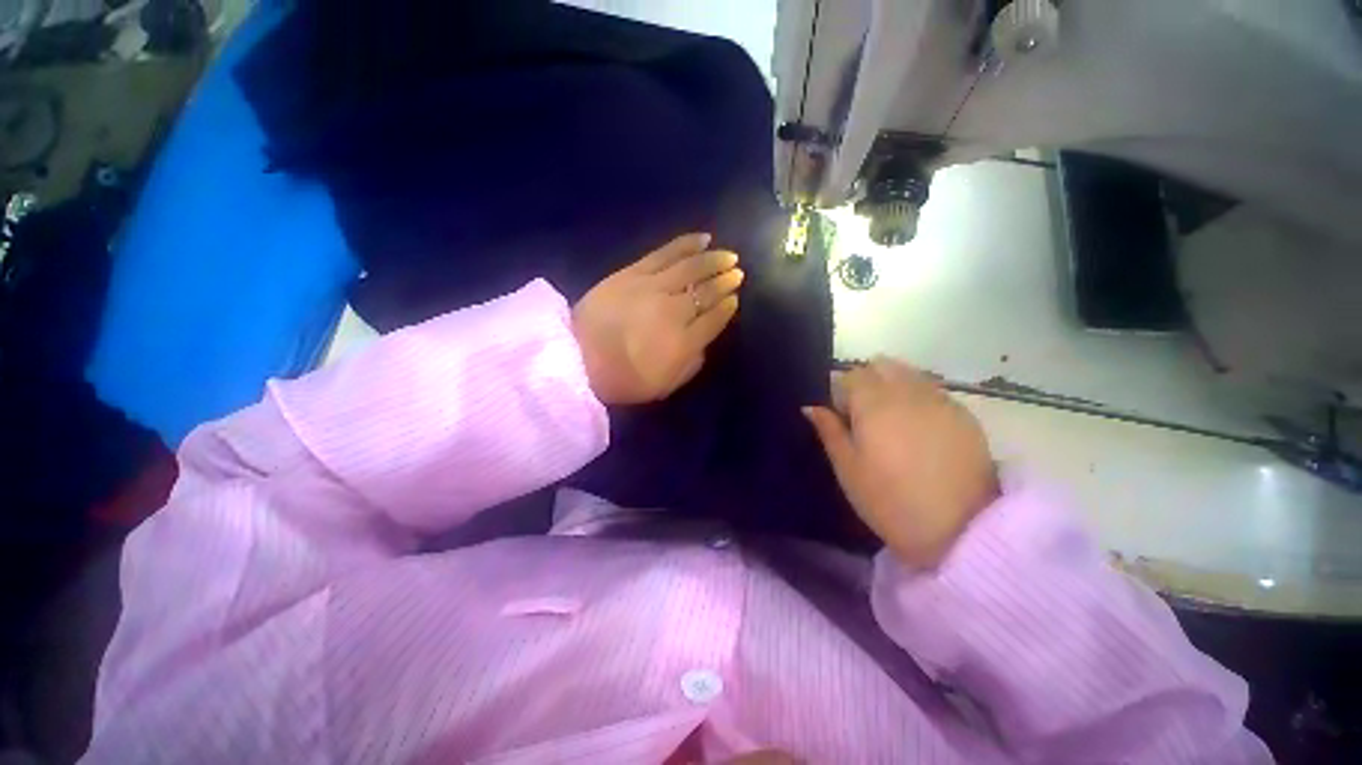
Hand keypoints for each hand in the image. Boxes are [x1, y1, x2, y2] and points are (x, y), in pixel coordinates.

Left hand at [573, 233, 742, 404]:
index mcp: (683, 342)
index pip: (714, 319)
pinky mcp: (633, 272)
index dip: (727, 308)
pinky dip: (687, 244)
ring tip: (729, 255)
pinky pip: (665, 253)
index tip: (734, 300)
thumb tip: (704, 344)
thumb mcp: (664, 386)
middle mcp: (674, 311)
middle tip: (737, 274)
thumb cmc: (622, 379)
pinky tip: (703, 238)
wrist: (577, 358)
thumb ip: (691, 365)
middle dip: (726, 281)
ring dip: (714, 260)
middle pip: (707, 291)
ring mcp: (653, 287)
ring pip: (692, 268)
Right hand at [803, 358, 998, 567]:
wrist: (962, 531)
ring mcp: (941, 401)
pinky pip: (934, 391)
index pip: (851, 375)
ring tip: (893, 422)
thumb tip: (810, 407)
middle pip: (882, 365)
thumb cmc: (890, 501)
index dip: (842, 392)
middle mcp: (908, 393)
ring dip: (894, 386)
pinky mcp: (965, 416)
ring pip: (910, 374)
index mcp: (875, 404)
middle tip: (865, 416)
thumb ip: (829, 431)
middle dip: (868, 381)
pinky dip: (920, 399)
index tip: (843, 418)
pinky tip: (922, 431)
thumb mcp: (848, 469)